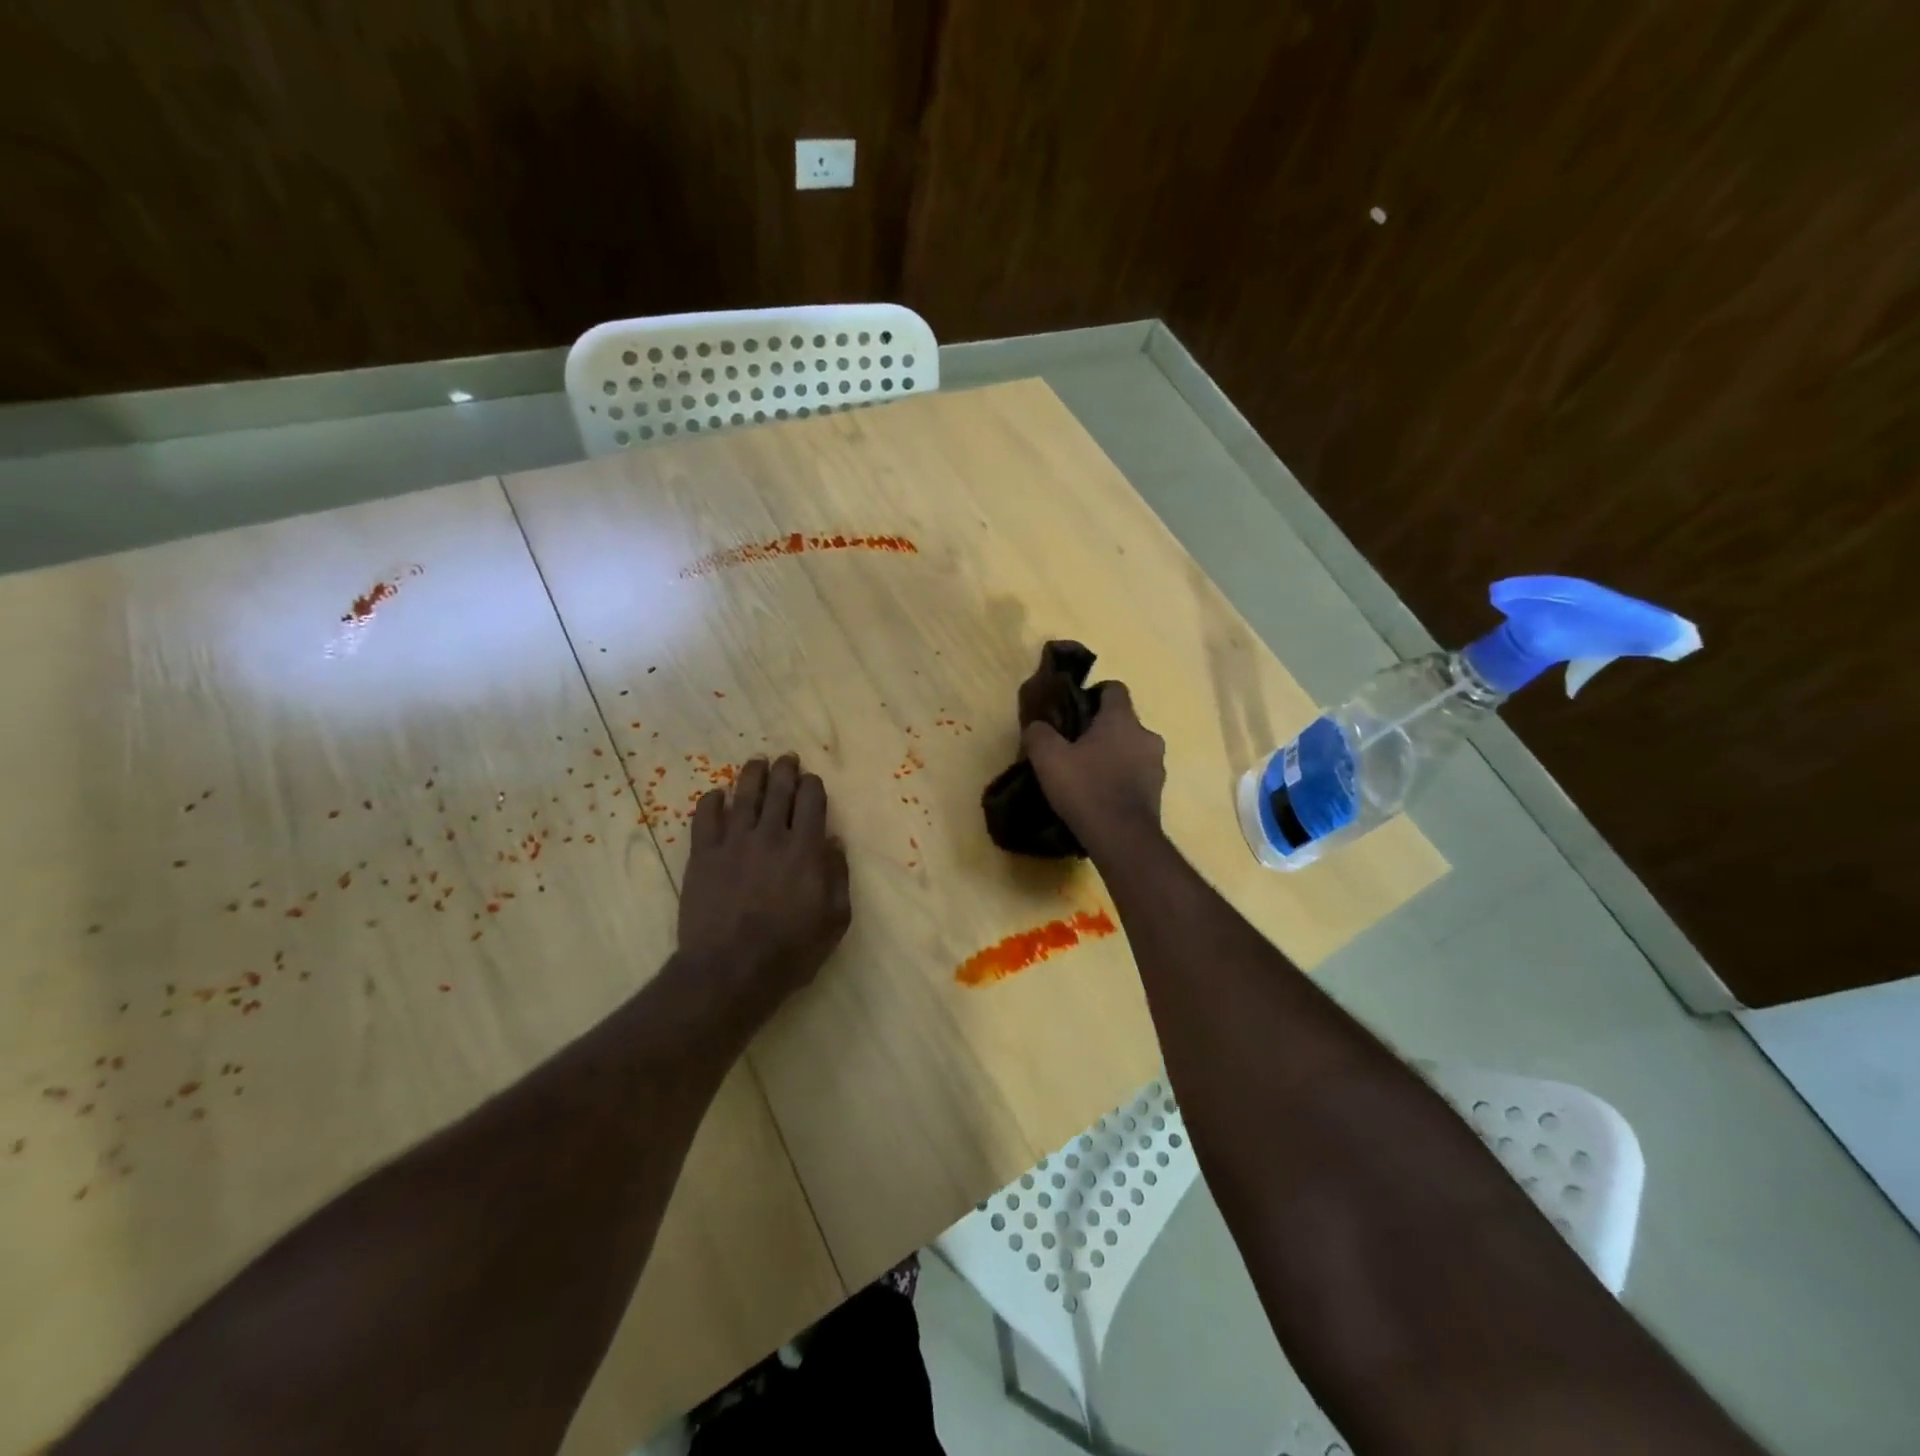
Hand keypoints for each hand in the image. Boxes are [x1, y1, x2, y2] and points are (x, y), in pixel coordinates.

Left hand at [678, 754, 851, 1017]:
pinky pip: (706, 818)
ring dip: (752, 775)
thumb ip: (838, 876)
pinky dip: (712, 801)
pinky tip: (717, 794)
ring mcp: (732, 843)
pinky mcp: (703, 856)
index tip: (813, 781)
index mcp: (805, 849)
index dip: (813, 786)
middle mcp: (769, 836)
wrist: (730, 971)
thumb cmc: (791, 951)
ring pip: (743, 796)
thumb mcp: (834, 920)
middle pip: (779, 790)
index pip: (811, 801)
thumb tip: (834, 842)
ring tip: (757, 761)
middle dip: (786, 770)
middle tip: (787, 758)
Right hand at [1023, 681, 1165, 853]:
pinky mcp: (1158, 792)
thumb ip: (1039, 734)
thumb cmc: (1086, 788)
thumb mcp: (1048, 758)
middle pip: (1122, 722)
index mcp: (1122, 719)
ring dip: (1113, 756)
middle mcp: (1146, 735)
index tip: (1074, 710)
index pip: (1114, 689)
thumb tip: (1037, 726)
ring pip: (1131, 749)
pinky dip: (1121, 779)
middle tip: (1074, 747)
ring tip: (1087, 775)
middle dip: (1101, 730)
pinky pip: (1137, 775)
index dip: (1093, 695)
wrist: (1122, 838)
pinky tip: (1100, 795)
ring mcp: (1157, 765)